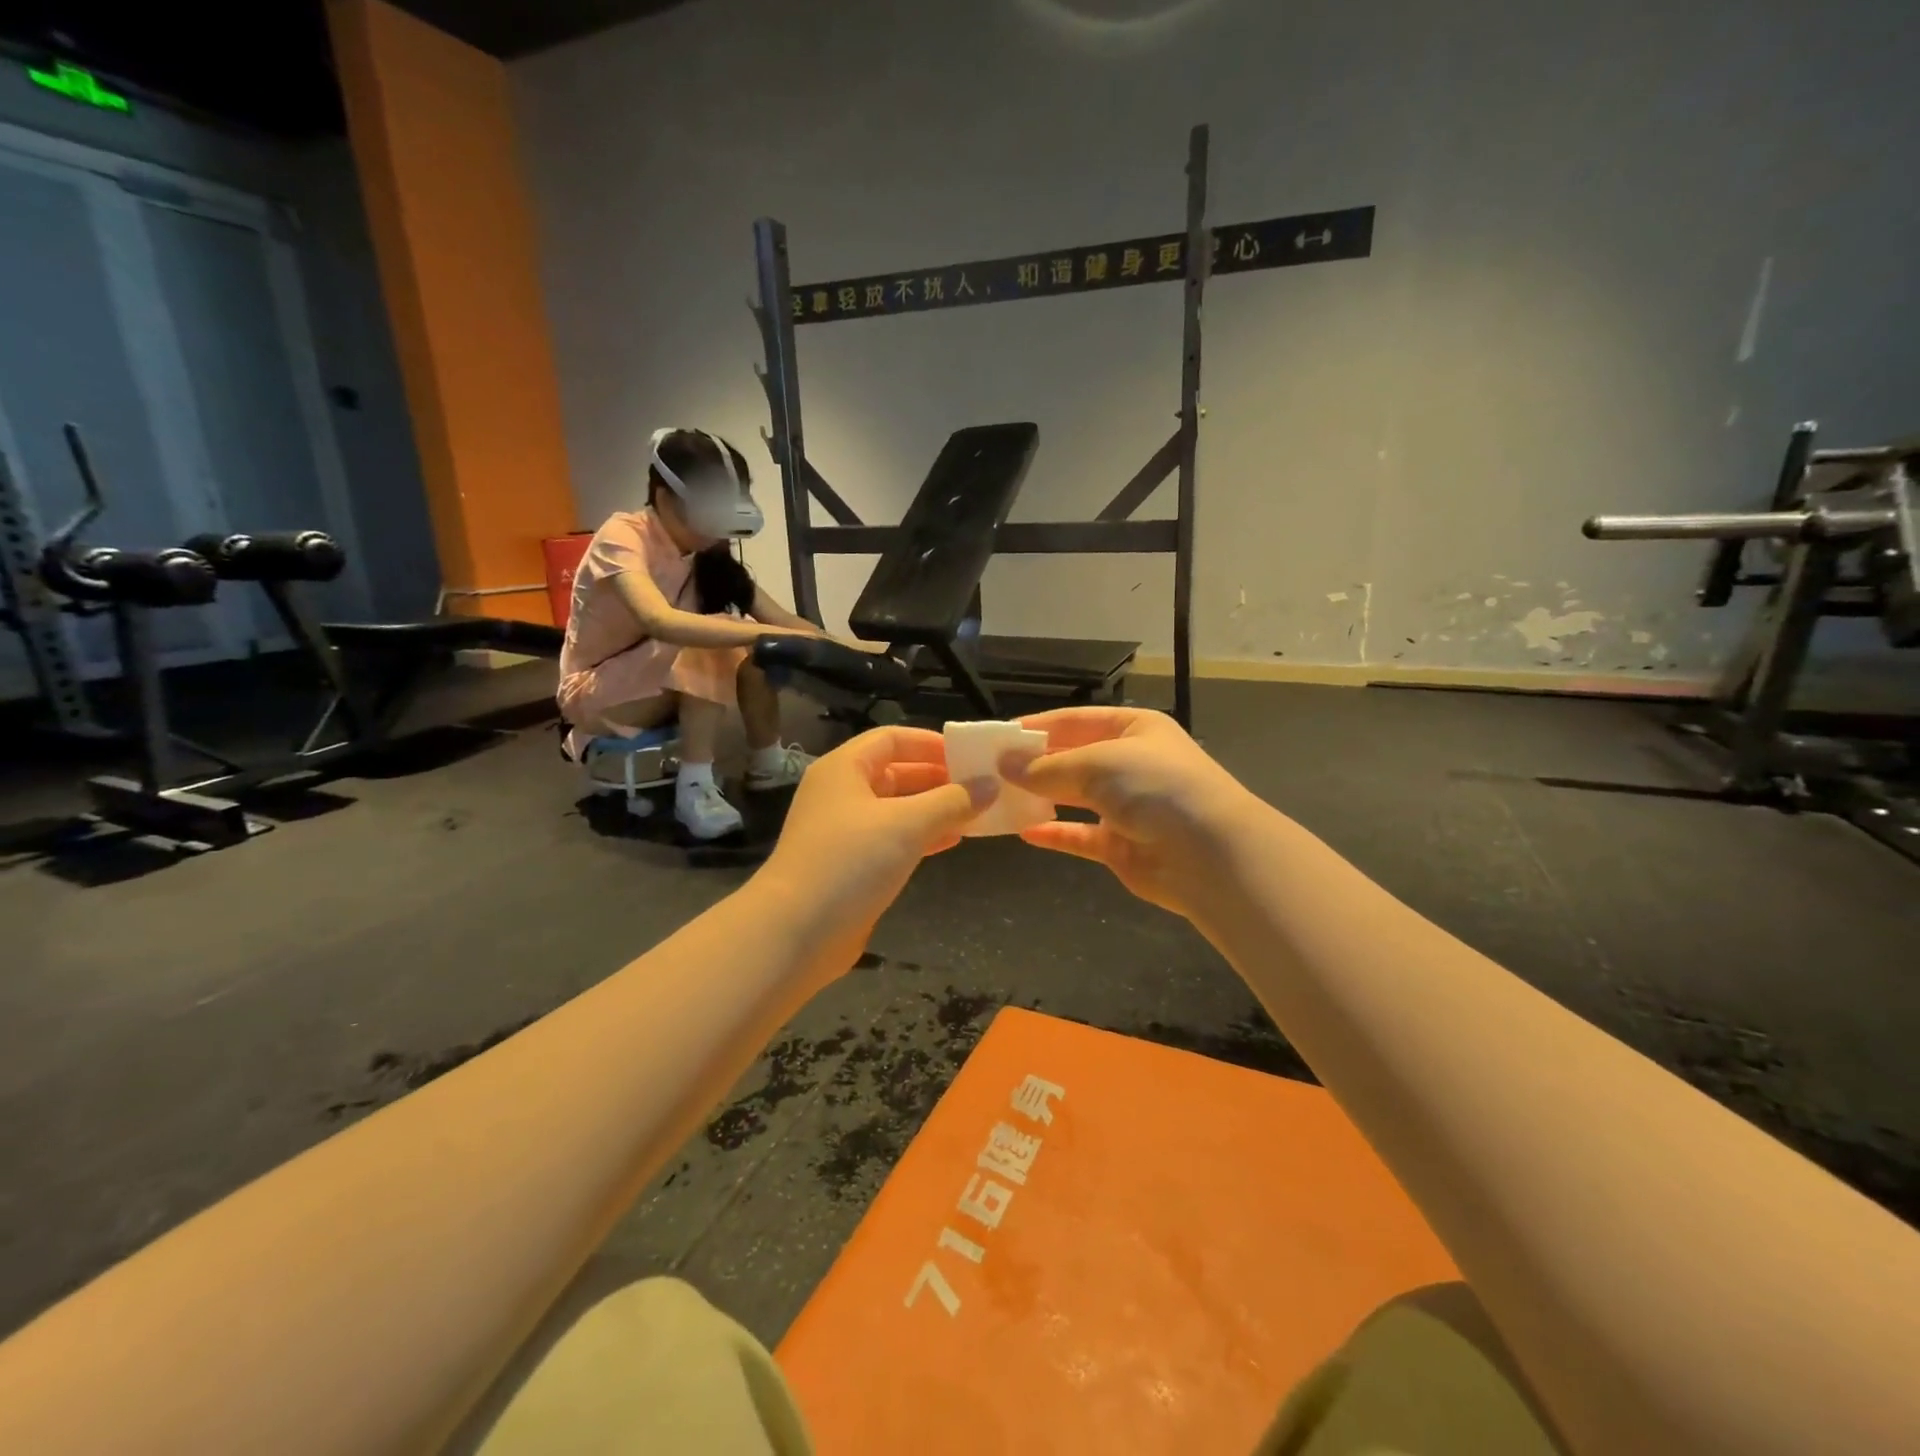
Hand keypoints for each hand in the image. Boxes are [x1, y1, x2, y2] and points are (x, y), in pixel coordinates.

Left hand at [761, 727, 995, 976]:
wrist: (796, 932)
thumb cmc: (850, 862)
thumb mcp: (907, 824)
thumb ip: (952, 801)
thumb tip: (990, 785)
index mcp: (845, 769)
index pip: (891, 739)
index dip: (930, 743)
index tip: (969, 755)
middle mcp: (841, 794)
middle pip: (895, 773)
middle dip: (938, 778)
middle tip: (981, 786)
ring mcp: (844, 832)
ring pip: (897, 809)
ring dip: (935, 809)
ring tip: (976, 813)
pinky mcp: (851, 866)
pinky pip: (893, 840)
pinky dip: (922, 837)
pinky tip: (953, 841)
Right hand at [1008, 706, 1259, 916]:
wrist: (1209, 854)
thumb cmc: (1154, 787)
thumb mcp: (1097, 763)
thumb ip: (1047, 767)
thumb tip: (1004, 765)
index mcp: (1133, 729)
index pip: (1076, 721)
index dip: (1037, 727)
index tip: (997, 737)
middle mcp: (1130, 763)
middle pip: (1073, 758)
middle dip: (1034, 764)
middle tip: (989, 770)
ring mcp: (1126, 806)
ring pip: (1074, 797)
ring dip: (1041, 797)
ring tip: (999, 797)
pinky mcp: (1121, 845)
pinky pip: (1080, 835)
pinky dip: (1055, 833)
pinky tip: (1024, 832)